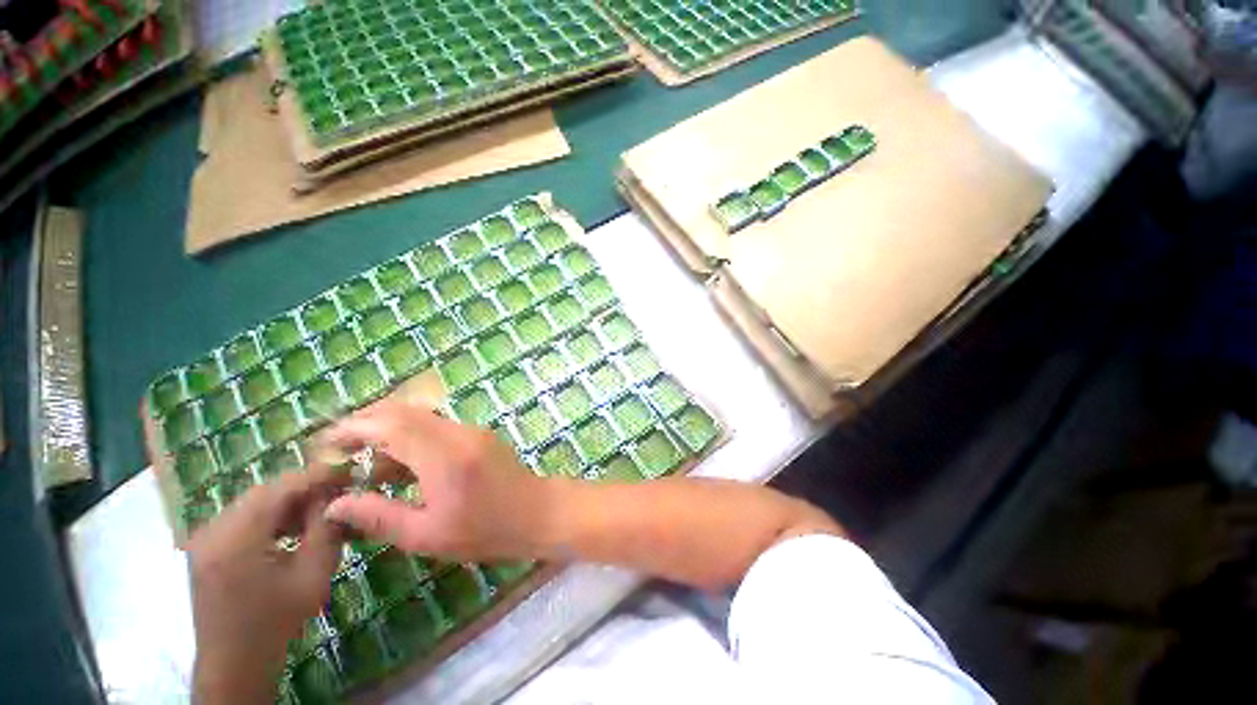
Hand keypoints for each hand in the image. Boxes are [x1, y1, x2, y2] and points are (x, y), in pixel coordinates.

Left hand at [189, 470, 346, 703]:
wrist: (234, 664)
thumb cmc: (276, 622)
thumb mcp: (312, 575)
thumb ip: (326, 529)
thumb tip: (342, 495)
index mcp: (235, 538)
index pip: (281, 487)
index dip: (319, 474)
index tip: (351, 469)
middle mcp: (213, 530)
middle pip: (266, 492)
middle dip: (306, 488)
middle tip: (341, 490)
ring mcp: (206, 538)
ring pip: (256, 502)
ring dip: (291, 503)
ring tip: (323, 511)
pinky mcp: (208, 547)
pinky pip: (245, 518)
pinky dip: (274, 517)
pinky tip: (296, 529)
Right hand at [320, 397, 556, 561]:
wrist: (536, 512)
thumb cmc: (484, 531)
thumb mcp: (427, 534)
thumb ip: (378, 516)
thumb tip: (335, 504)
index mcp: (442, 455)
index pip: (390, 425)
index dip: (352, 428)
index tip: (324, 444)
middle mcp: (457, 433)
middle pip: (404, 412)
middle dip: (367, 424)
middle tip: (339, 450)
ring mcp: (471, 430)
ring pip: (421, 418)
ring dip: (389, 432)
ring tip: (366, 467)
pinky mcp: (477, 435)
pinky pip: (437, 427)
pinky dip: (411, 439)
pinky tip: (401, 468)